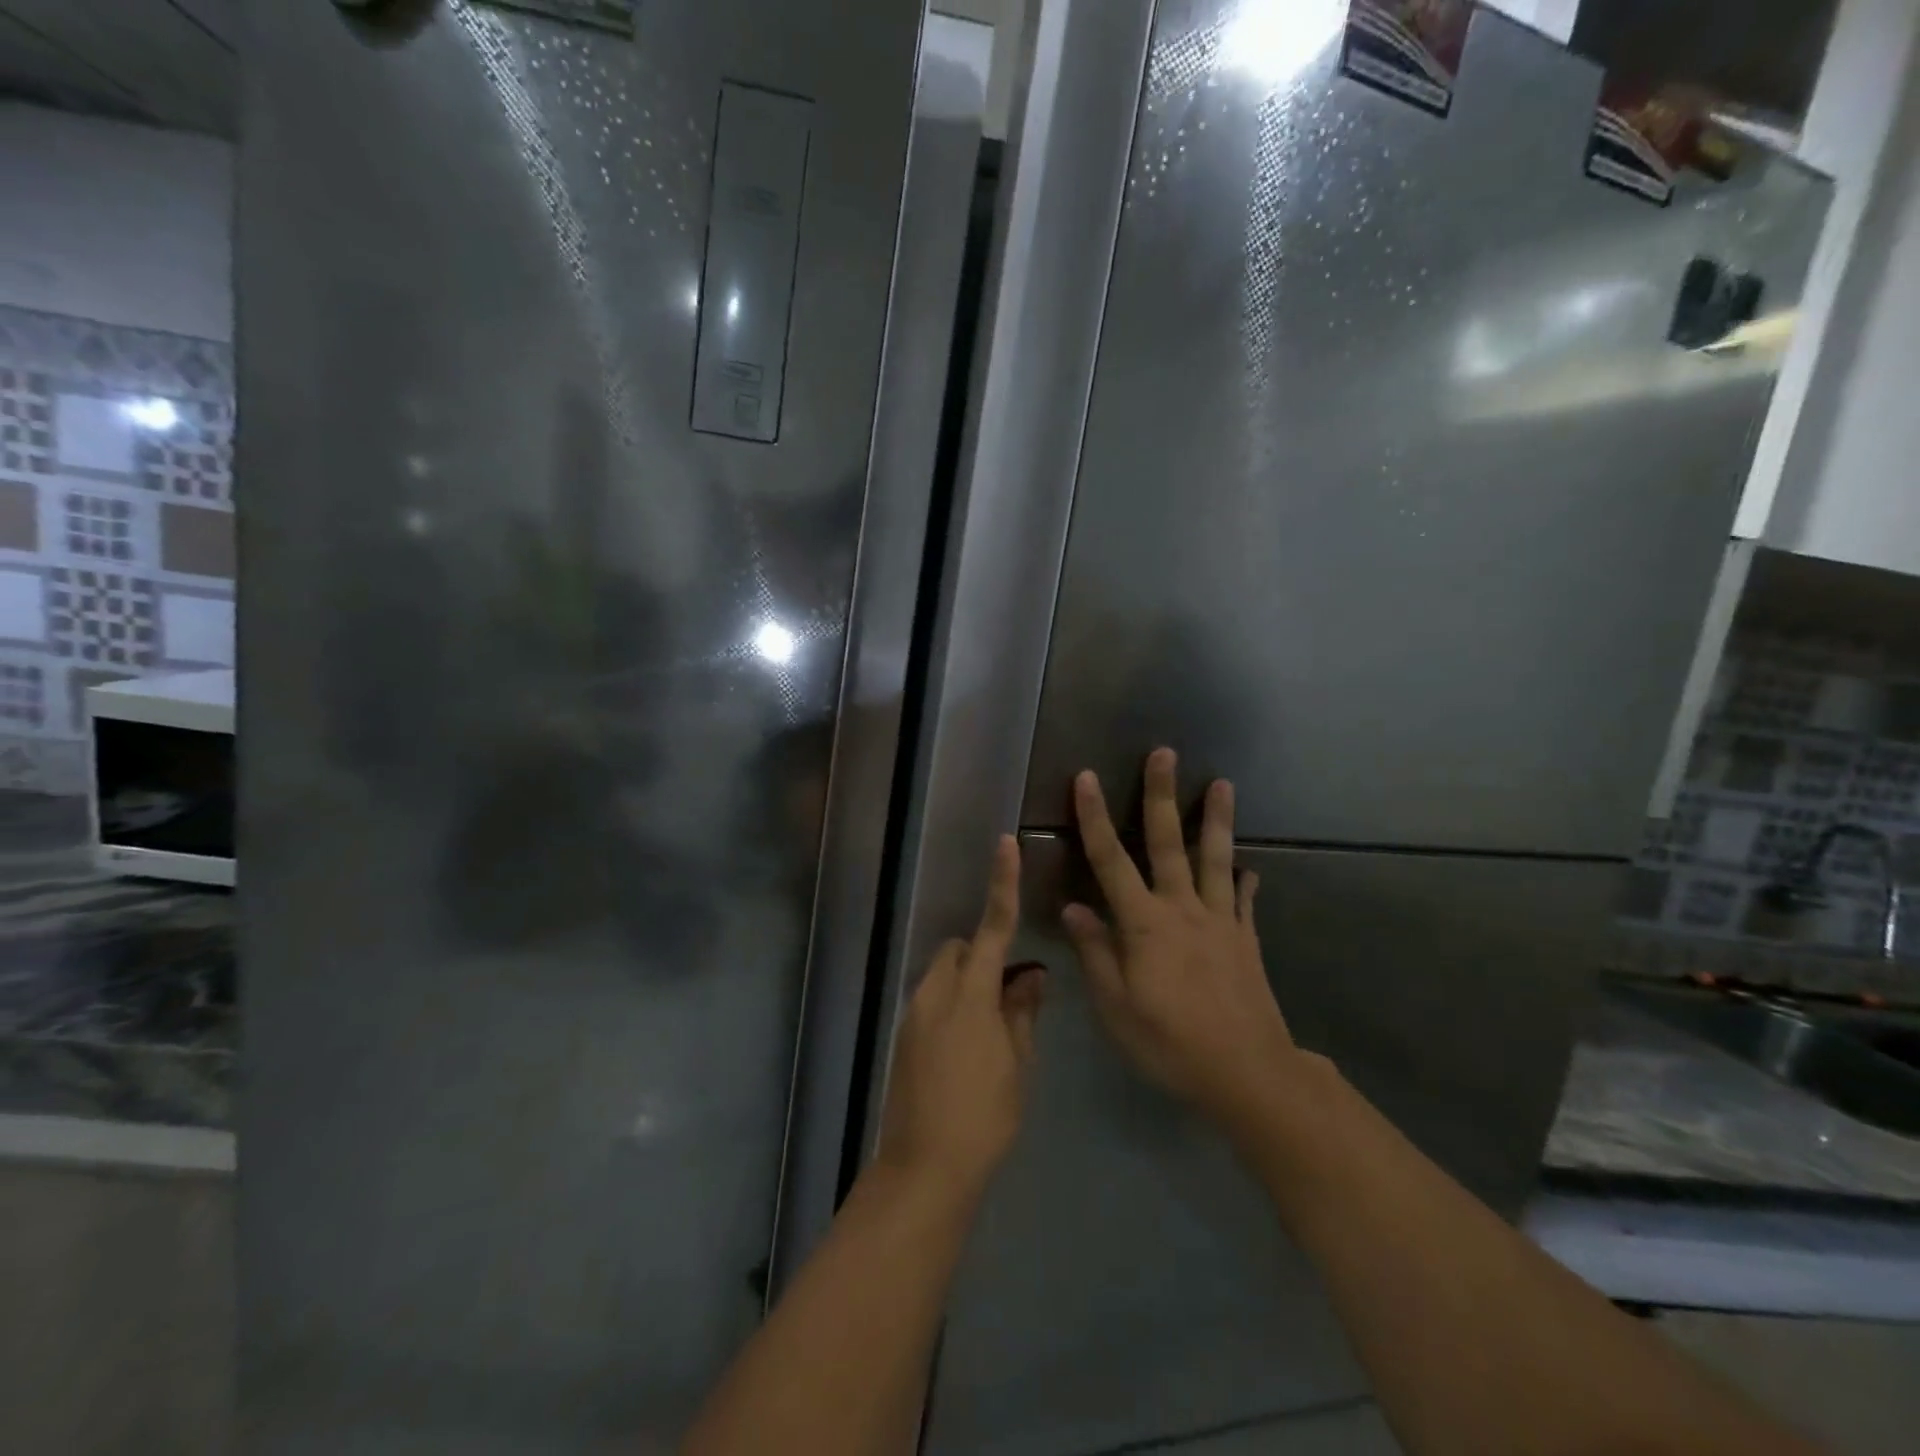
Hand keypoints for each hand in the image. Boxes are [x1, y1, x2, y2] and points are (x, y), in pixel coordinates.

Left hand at [878, 835, 1044, 1198]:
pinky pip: (931, 1000)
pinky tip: (968, 1049)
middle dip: (982, 954)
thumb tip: (1032, 975)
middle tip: (1011, 993)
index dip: (1002, 884)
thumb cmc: (984, 1116)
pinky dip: (952, 1005)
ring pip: (942, 974)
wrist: (924, 1167)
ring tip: (992, 1028)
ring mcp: (914, 1014)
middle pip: (959, 949)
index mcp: (970, 994)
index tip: (1005, 844)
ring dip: (967, 982)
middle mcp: (935, 992)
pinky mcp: (903, 1036)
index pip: (992, 927)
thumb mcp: (1017, 1064)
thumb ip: (1023, 1012)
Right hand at [1063, 749, 1301, 1129]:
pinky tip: (1248, 867)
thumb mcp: (1116, 1006)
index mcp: (1144, 924)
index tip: (1086, 777)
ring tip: (1223, 784)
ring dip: (1216, 819)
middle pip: (1168, 843)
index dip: (1093, 817)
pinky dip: (1243, 880)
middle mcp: (1182, 910)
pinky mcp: (1245, 940)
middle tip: (1165, 753)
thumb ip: (1094, 952)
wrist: (1246, 1074)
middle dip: (1161, 795)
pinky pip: (1243, 901)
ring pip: (1215, 859)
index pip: (1110, 860)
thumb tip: (1073, 907)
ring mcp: (1219, 921)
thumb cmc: (1169, 1043)